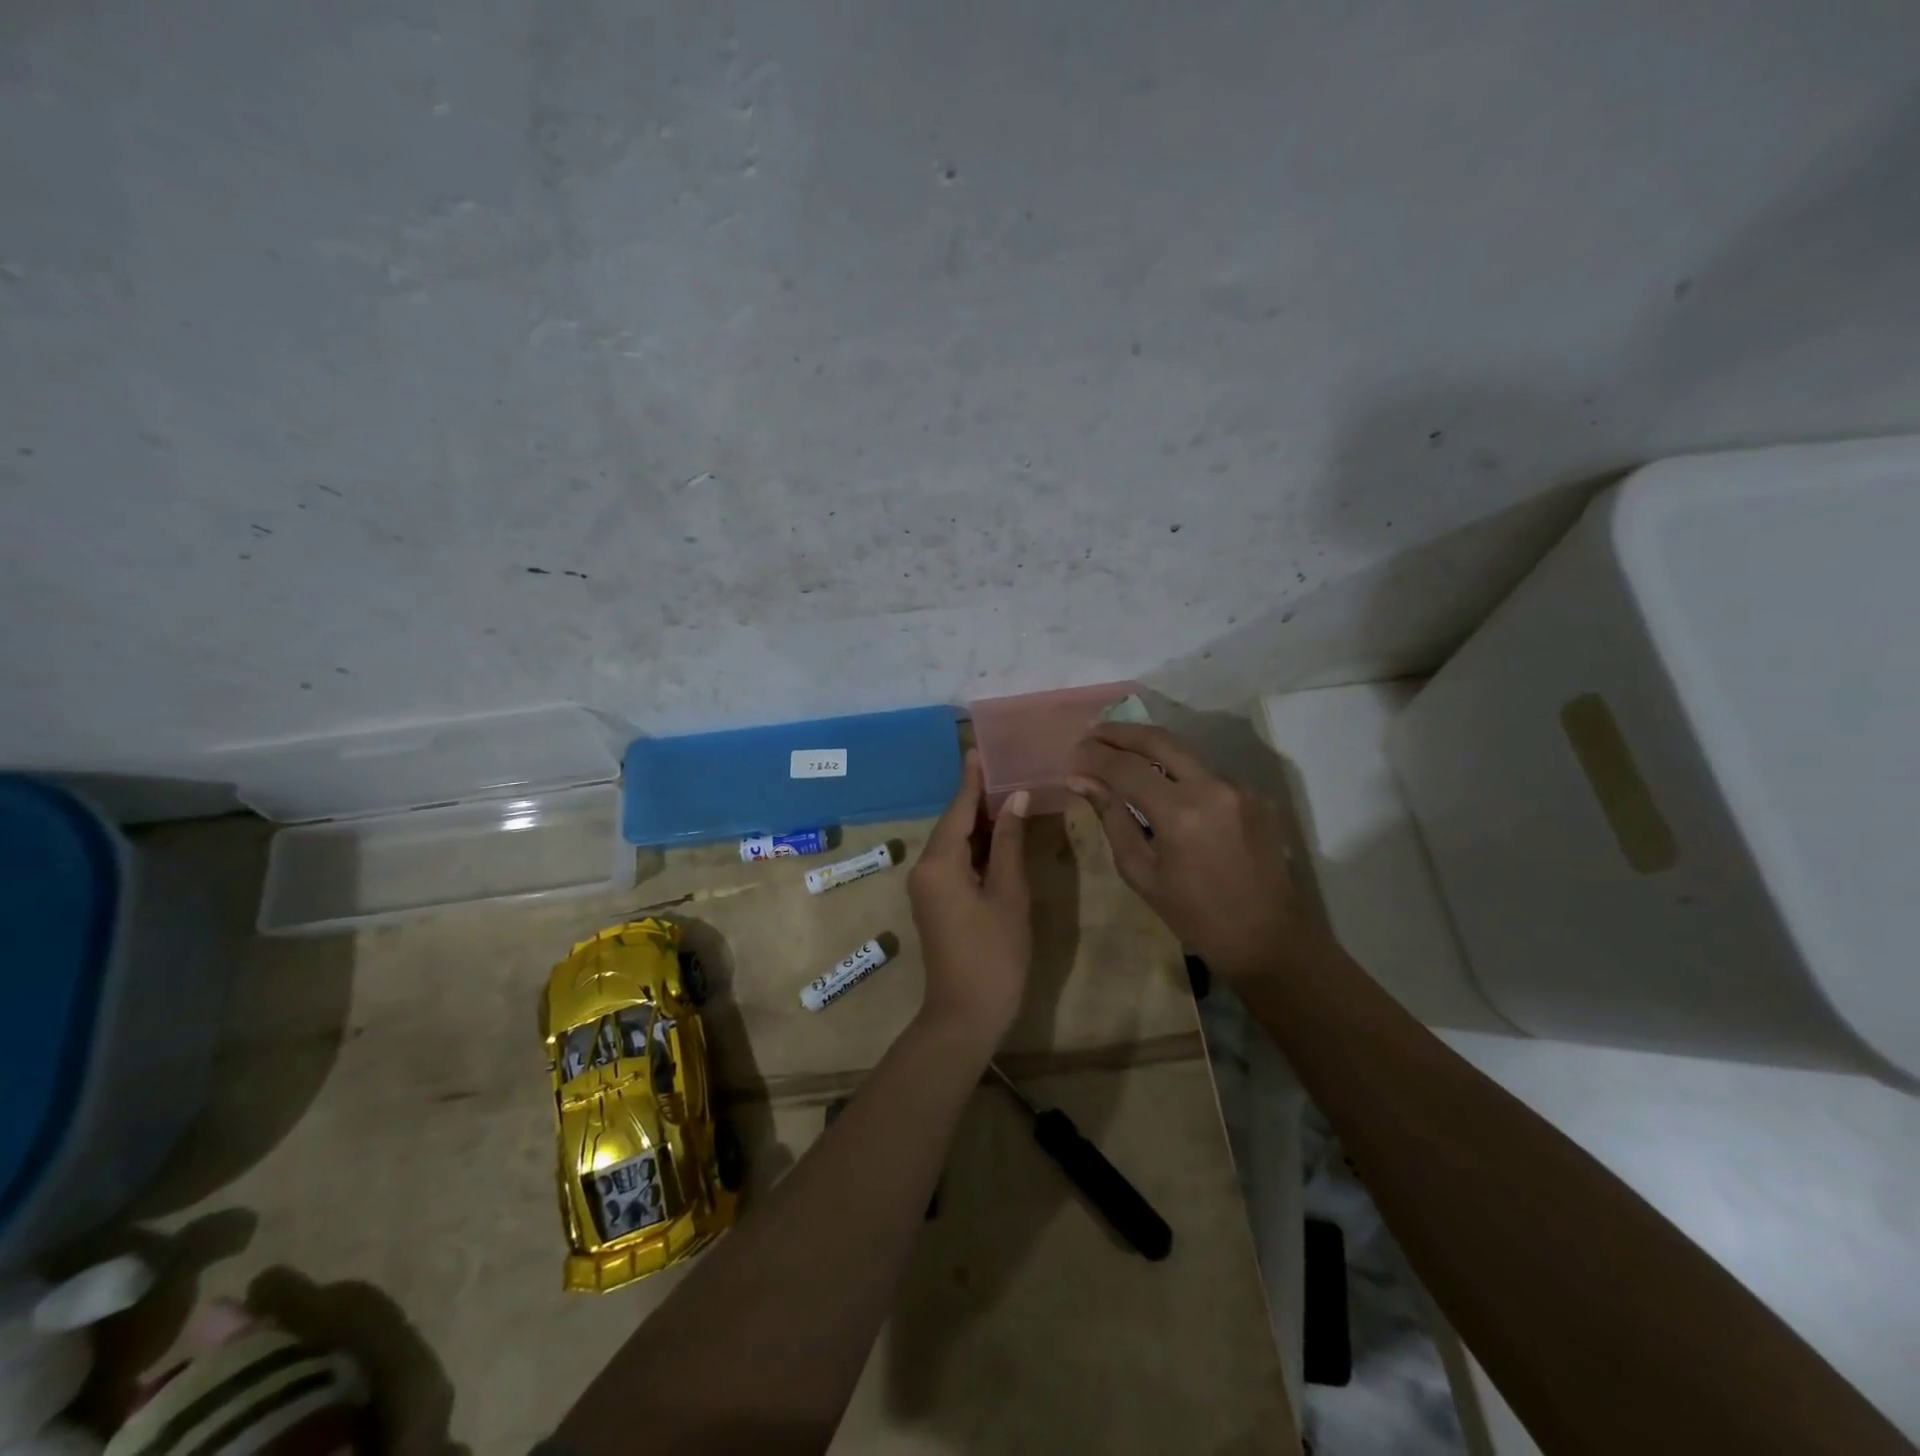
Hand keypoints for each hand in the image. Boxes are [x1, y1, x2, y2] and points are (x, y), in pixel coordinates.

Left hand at [908, 751, 1031, 1049]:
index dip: (972, 779)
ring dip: (979, 822)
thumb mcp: (1008, 893)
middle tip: (1005, 768)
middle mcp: (925, 868)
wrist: (966, 1014)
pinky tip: (999, 835)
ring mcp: (927, 887)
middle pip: (953, 823)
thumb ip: (1009, 843)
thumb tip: (1015, 798)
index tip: (979, 749)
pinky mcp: (936, 902)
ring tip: (1008, 793)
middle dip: (978, 798)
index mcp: (939, 862)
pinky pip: (954, 861)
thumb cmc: (994, 953)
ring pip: (954, 842)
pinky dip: (976, 846)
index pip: (958, 808)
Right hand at [1068, 723, 1307, 980]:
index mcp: (1181, 813)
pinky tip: (1159, 783)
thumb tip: (1080, 780)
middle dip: (1119, 732)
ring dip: (1148, 748)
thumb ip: (1112, 818)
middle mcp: (1212, 786)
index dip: (1093, 757)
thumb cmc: (1195, 916)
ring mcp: (1238, 786)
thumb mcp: (1141, 872)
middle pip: (1158, 739)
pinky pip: (1205, 771)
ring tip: (1117, 753)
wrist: (1268, 937)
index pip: (1126, 767)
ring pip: (1184, 751)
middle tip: (1090, 735)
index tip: (1071, 756)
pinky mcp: (1254, 793)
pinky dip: (1176, 770)